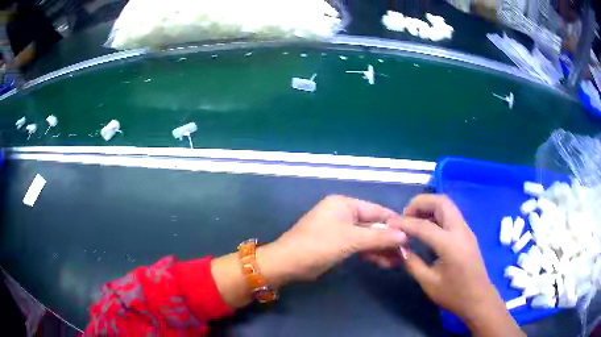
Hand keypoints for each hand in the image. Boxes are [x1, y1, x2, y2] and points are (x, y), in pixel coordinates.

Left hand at [212, 195, 407, 309]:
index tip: (412, 234)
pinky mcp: (338, 244)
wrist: (288, 263)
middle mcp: (344, 213)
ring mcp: (341, 230)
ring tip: (399, 261)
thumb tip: (405, 235)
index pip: (377, 210)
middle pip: (373, 225)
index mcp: (345, 204)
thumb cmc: (318, 245)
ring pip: (367, 237)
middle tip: (406, 252)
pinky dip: (371, 254)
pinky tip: (384, 263)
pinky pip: (359, 246)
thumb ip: (379, 237)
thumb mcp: (350, 240)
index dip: (394, 222)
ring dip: (382, 248)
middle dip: (389, 239)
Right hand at [389, 195, 522, 335]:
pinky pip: (451, 214)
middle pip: (441, 202)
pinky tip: (427, 226)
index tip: (389, 223)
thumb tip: (400, 247)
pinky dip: (436, 213)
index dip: (404, 222)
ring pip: (447, 205)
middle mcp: (460, 230)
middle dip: (420, 203)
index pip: (424, 225)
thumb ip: (412, 262)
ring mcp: (466, 230)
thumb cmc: (453, 294)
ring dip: (429, 206)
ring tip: (413, 219)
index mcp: (450, 244)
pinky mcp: (467, 233)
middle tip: (405, 215)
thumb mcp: (428, 282)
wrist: (478, 298)